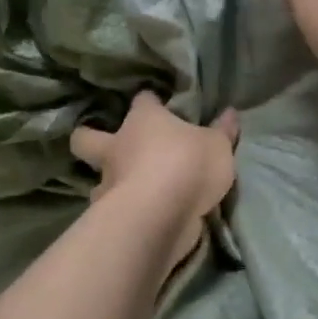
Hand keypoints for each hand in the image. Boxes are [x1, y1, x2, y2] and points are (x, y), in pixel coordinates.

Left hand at [71, 92, 237, 278]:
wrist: (160, 216)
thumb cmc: (187, 165)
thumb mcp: (217, 146)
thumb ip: (222, 132)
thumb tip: (230, 113)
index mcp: (142, 120)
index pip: (142, 100)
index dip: (149, 101)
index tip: (156, 104)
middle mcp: (118, 148)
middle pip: (87, 138)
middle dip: (88, 137)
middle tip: (107, 144)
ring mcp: (109, 185)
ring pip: (95, 180)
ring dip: (109, 183)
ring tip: (127, 190)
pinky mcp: (110, 217)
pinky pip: (112, 211)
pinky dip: (121, 213)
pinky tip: (136, 218)